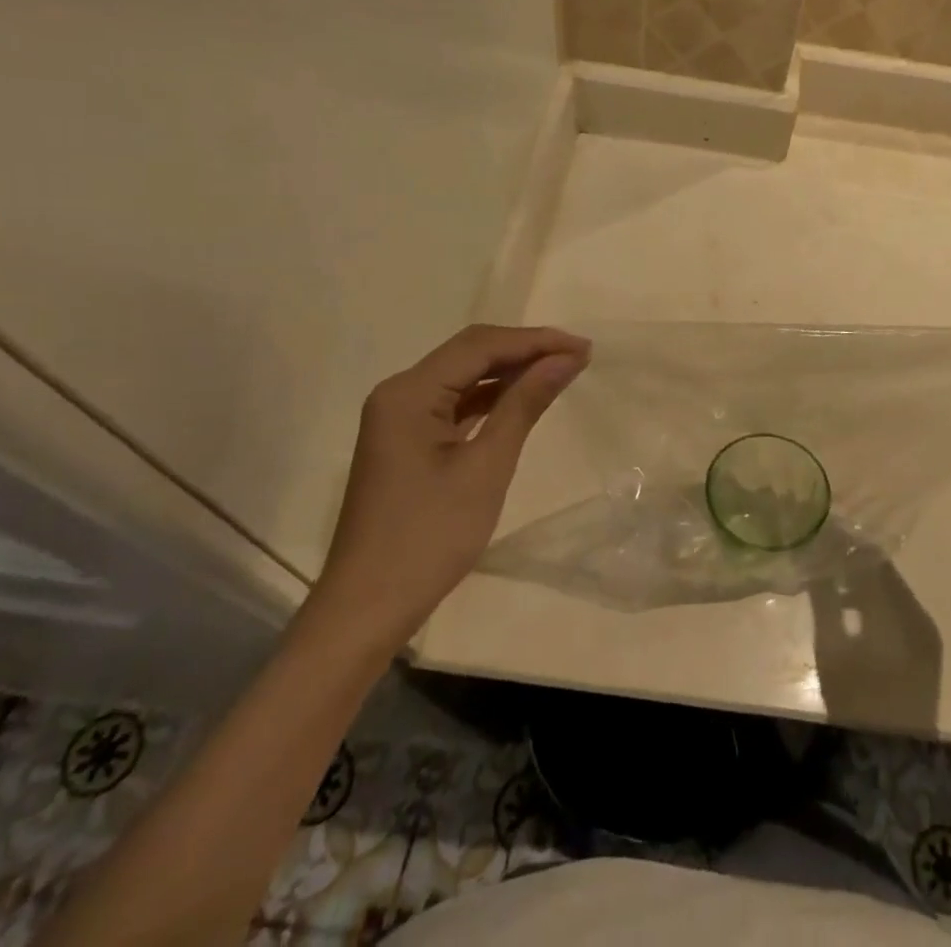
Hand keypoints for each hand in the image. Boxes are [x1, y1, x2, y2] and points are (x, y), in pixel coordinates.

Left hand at [313, 325, 589, 648]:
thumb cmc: (429, 538)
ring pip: (463, 376)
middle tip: (578, 356)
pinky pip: (453, 402)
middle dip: (525, 350)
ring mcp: (398, 417)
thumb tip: (565, 359)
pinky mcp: (404, 439)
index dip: (535, 340)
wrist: (367, 609)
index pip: (480, 345)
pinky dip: (490, 398)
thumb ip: (524, 405)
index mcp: (409, 393)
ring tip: (559, 372)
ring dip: (510, 372)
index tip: (584, 347)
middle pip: (469, 353)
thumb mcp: (486, 468)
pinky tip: (522, 399)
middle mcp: (398, 393)